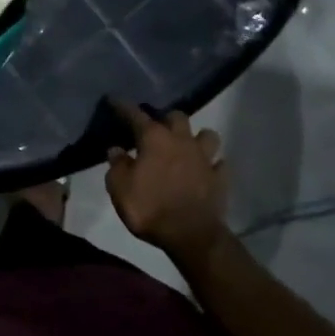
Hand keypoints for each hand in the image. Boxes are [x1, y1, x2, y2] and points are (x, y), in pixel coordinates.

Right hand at [105, 100, 228, 257]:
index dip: (123, 107)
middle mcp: (182, 141)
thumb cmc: (149, 208)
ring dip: (196, 137)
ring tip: (187, 145)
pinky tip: (206, 169)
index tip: (114, 100)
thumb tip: (116, 150)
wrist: (191, 235)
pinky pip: (219, 163)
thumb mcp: (120, 188)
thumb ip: (117, 165)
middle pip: (177, 117)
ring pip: (207, 135)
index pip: (135, 115)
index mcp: (154, 139)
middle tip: (156, 128)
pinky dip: (213, 164)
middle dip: (166, 118)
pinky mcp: (220, 178)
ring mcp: (204, 158)